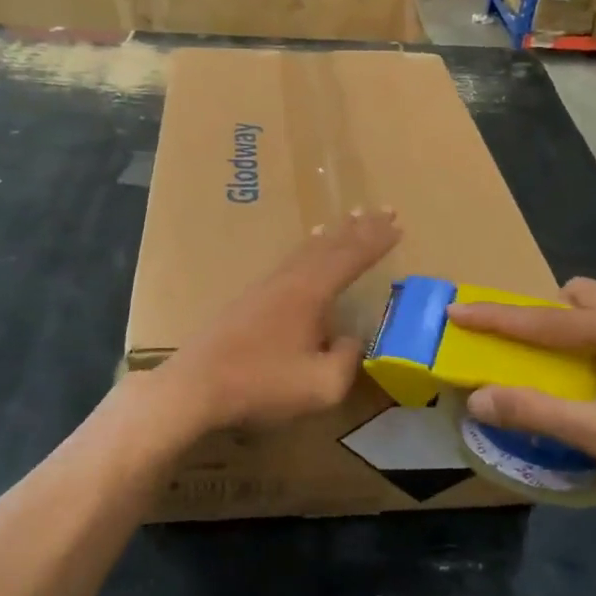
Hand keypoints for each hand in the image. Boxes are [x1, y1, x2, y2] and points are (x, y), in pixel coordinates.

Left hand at [159, 209, 400, 437]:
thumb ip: (346, 360)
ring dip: (335, 234)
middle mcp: (291, 279)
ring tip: (350, 219)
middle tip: (384, 209)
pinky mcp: (251, 297)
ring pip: (308, 249)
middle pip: (331, 244)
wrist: (196, 386)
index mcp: (311, 292)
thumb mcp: (320, 386)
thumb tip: (351, 340)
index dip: (377, 241)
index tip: (398, 224)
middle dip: (360, 228)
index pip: (352, 258)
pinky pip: (291, 260)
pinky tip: (306, 250)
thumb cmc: (261, 384)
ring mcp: (267, 285)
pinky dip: (309, 247)